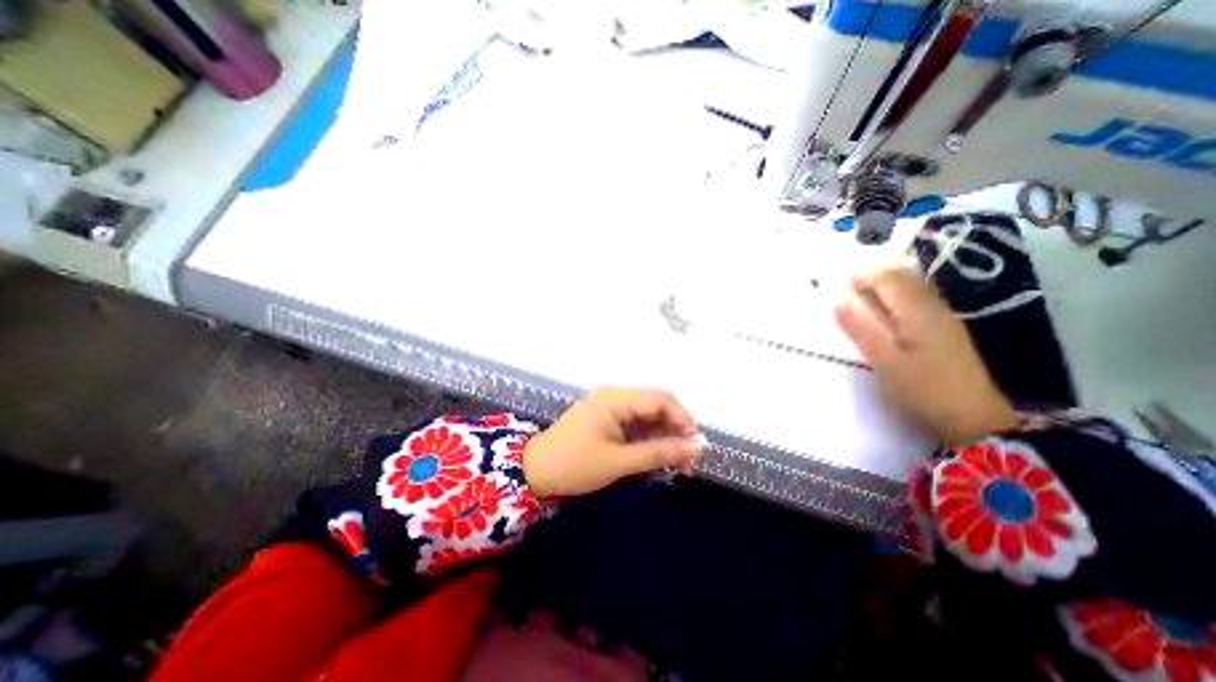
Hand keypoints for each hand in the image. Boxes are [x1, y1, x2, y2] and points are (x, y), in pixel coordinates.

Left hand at [523, 389, 702, 493]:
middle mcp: (615, 395)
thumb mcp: (619, 462)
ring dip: (664, 437)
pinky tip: (657, 457)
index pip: (661, 399)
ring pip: (647, 416)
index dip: (683, 419)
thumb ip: (659, 452)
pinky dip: (649, 439)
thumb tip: (696, 447)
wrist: (535, 471)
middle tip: (688, 461)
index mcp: (616, 398)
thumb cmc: (575, 465)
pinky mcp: (607, 418)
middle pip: (656, 406)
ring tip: (676, 464)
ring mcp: (610, 406)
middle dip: (675, 431)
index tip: (696, 446)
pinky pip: (635, 423)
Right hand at [837, 266, 1018, 447]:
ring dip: (887, 285)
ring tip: (862, 296)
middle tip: (849, 287)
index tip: (842, 282)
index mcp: (917, 312)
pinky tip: (886, 312)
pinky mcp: (945, 328)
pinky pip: (918, 299)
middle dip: (876, 275)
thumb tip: (838, 302)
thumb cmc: (922, 388)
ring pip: (914, 286)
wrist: (972, 416)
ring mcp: (943, 317)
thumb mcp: (884, 361)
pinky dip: (898, 296)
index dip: (865, 274)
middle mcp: (933, 307)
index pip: (890, 278)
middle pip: (905, 277)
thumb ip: (861, 329)